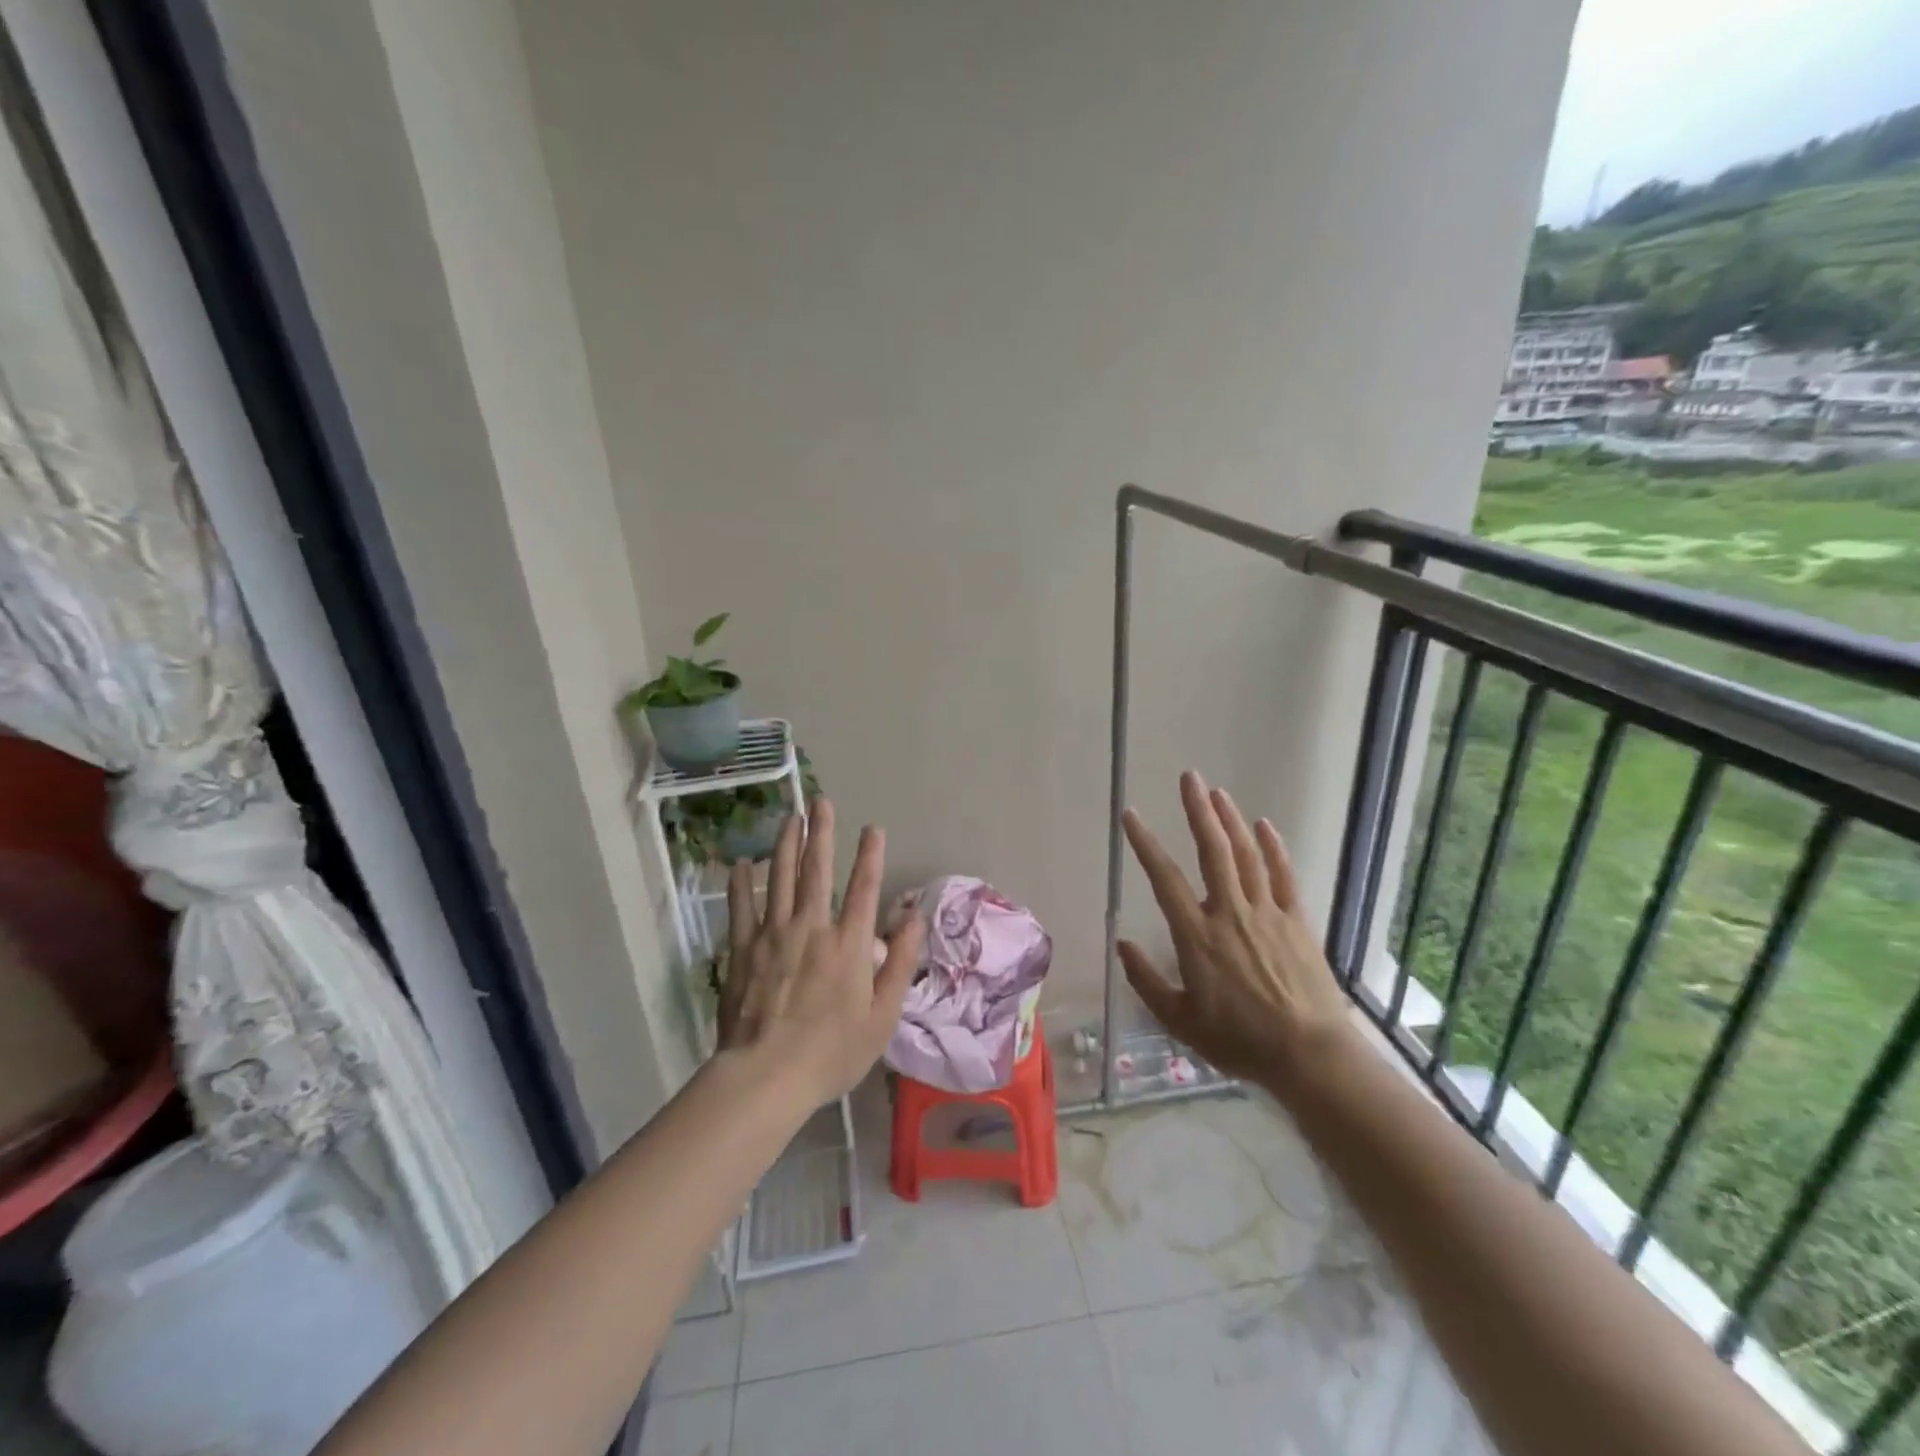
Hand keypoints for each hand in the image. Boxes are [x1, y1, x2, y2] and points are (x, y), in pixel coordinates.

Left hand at [719, 799, 926, 1104]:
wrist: (766, 1077)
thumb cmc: (832, 1052)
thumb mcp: (883, 1015)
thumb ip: (901, 961)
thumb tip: (915, 916)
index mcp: (849, 943)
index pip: (864, 887)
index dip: (870, 855)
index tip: (872, 828)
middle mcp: (812, 927)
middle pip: (817, 870)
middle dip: (821, 833)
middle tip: (820, 801)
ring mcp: (773, 935)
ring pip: (780, 878)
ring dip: (786, 845)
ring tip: (790, 818)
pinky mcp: (742, 950)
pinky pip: (741, 908)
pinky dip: (742, 883)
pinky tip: (741, 863)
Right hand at [1119, 771, 1354, 1093]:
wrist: (1308, 1055)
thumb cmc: (1239, 1041)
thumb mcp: (1180, 1021)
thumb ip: (1146, 981)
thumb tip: (1121, 943)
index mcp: (1197, 935)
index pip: (1164, 878)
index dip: (1145, 843)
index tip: (1131, 815)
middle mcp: (1230, 913)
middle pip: (1213, 850)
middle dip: (1198, 810)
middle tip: (1189, 777)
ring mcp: (1267, 913)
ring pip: (1247, 855)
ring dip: (1231, 821)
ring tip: (1217, 792)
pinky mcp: (1297, 921)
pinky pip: (1283, 876)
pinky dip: (1274, 848)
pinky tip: (1264, 826)